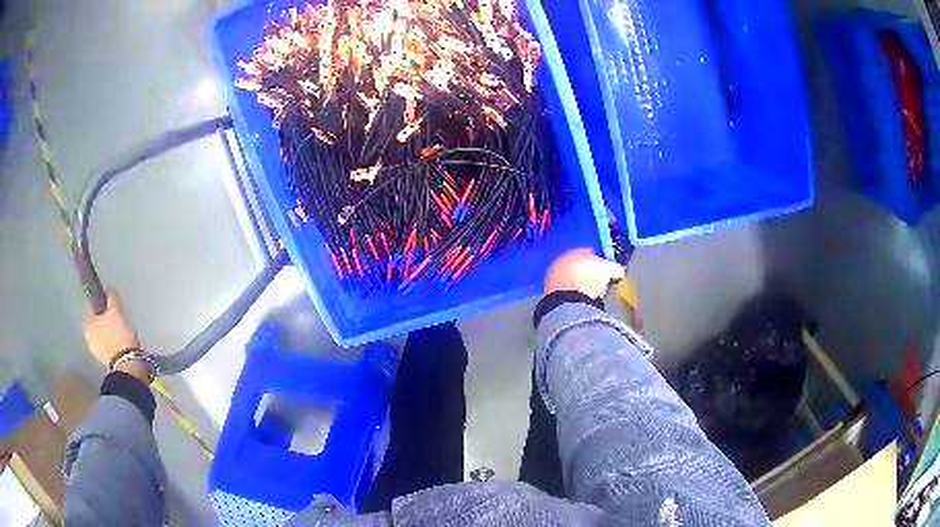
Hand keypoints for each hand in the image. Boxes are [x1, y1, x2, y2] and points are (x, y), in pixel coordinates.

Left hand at [83, 290, 139, 367]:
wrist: (127, 365)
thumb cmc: (118, 334)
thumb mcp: (116, 310)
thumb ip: (111, 297)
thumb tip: (109, 289)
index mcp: (86, 322)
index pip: (90, 304)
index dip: (100, 299)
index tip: (110, 299)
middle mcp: (87, 336)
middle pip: (96, 320)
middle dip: (104, 317)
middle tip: (116, 315)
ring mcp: (95, 351)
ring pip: (101, 334)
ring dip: (108, 330)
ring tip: (121, 329)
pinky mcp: (105, 361)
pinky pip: (107, 345)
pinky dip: (112, 342)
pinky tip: (121, 341)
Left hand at [545, 248, 624, 298]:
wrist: (567, 300)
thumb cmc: (589, 278)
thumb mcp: (609, 270)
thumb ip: (615, 268)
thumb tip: (618, 271)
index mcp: (574, 250)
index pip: (589, 252)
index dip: (600, 260)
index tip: (608, 269)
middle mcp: (560, 260)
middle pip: (578, 265)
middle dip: (588, 272)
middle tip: (599, 282)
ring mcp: (552, 277)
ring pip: (570, 278)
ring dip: (579, 284)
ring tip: (591, 294)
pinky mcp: (549, 294)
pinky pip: (565, 292)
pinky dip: (573, 295)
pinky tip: (581, 301)